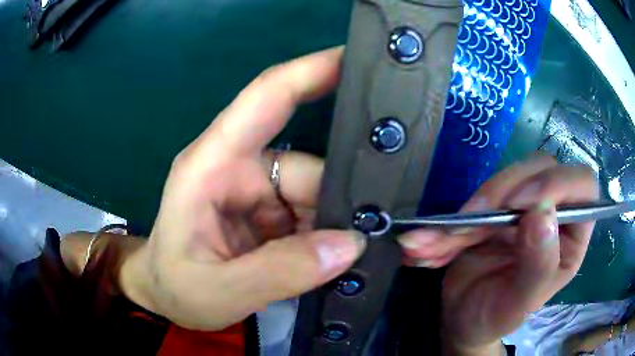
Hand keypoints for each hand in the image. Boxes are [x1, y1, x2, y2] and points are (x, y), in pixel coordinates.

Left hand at [120, 47, 365, 330]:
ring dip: (335, 227)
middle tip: (377, 234)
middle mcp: (240, 168)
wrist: (167, 297)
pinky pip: (313, 216)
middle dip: (341, 202)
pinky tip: (334, 260)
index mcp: (212, 165)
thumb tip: (349, 245)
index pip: (266, 97)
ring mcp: (258, 191)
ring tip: (350, 259)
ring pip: (318, 195)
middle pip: (310, 167)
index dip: (311, 71)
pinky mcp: (269, 214)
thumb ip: (279, 272)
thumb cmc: (175, 287)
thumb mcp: (217, 291)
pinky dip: (328, 238)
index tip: (357, 59)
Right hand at [398, 154, 598, 354]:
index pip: (582, 185)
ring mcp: (525, 208)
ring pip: (506, 180)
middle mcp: (555, 214)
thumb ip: (538, 266)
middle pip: (540, 169)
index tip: (520, 205)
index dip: (556, 183)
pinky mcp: (497, 209)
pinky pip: (476, 198)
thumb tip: (543, 214)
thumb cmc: (497, 318)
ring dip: (469, 210)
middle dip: (502, 192)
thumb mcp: (518, 304)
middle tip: (471, 221)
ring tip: (440, 243)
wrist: (464, 319)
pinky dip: (448, 221)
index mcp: (573, 236)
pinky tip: (426, 246)